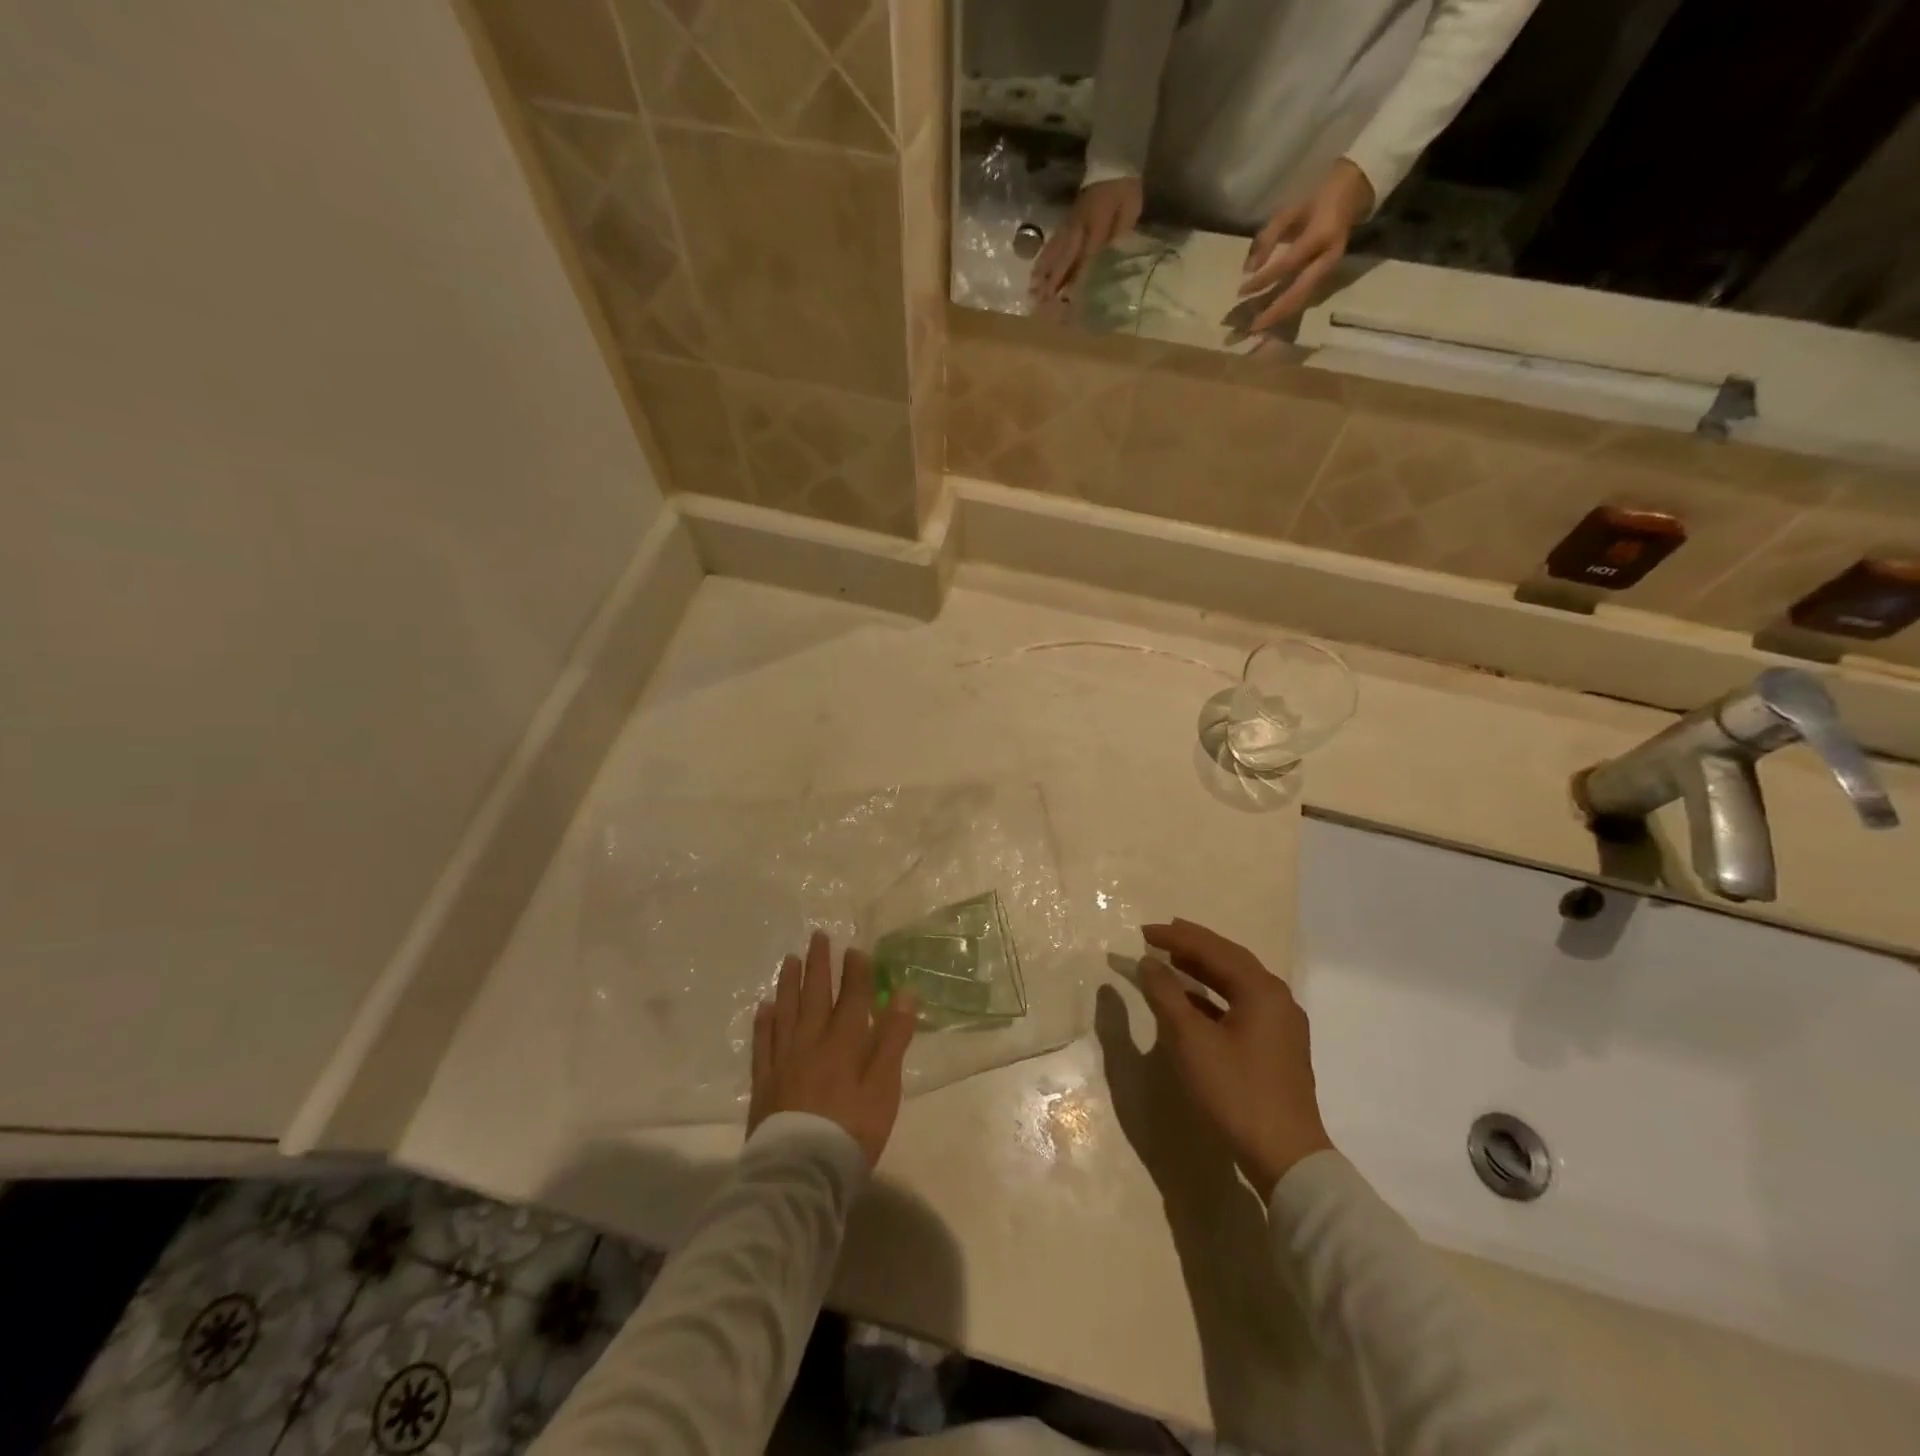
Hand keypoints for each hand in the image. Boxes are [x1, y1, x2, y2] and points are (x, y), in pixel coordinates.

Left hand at [749, 931, 917, 1168]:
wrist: (801, 1172)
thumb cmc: (852, 1131)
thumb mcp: (885, 1087)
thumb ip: (893, 1039)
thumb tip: (905, 993)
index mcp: (844, 1042)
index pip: (852, 997)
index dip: (856, 971)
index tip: (855, 948)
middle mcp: (811, 1042)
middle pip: (815, 995)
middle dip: (819, 964)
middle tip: (817, 936)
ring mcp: (784, 1060)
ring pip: (786, 1011)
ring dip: (789, 983)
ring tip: (790, 960)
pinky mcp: (764, 1082)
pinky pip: (763, 1043)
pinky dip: (764, 1022)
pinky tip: (764, 1007)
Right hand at [1030, 176, 1143, 301]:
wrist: (1113, 163)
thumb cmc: (1125, 191)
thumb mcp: (1129, 211)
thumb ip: (1119, 235)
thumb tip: (1108, 259)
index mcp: (1098, 225)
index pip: (1086, 257)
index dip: (1077, 278)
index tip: (1067, 299)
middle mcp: (1079, 227)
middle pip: (1064, 257)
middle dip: (1053, 280)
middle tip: (1041, 301)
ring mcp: (1070, 224)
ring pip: (1054, 250)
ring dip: (1043, 271)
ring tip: (1032, 290)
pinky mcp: (1065, 221)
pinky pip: (1052, 242)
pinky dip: (1043, 258)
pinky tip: (1035, 271)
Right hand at [1137, 919, 1333, 1191]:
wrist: (1285, 1157)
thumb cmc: (1235, 1091)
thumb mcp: (1190, 1040)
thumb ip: (1166, 995)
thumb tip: (1148, 963)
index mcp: (1261, 990)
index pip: (1213, 949)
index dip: (1176, 937)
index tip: (1143, 931)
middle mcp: (1277, 999)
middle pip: (1230, 959)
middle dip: (1193, 945)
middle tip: (1160, 936)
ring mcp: (1281, 1024)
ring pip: (1237, 982)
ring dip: (1203, 969)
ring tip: (1171, 959)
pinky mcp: (1277, 1047)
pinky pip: (1241, 1004)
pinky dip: (1213, 996)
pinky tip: (1191, 1002)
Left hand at [1238, 158, 1374, 333]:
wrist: (1352, 195)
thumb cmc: (1315, 202)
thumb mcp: (1289, 211)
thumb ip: (1267, 238)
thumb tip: (1247, 270)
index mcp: (1321, 236)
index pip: (1288, 264)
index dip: (1264, 279)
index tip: (1241, 292)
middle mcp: (1328, 259)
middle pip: (1297, 294)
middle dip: (1272, 314)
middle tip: (1247, 330)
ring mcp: (1328, 273)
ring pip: (1300, 303)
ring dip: (1277, 319)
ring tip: (1254, 332)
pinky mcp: (1325, 280)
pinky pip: (1303, 301)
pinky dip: (1284, 313)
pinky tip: (1267, 323)